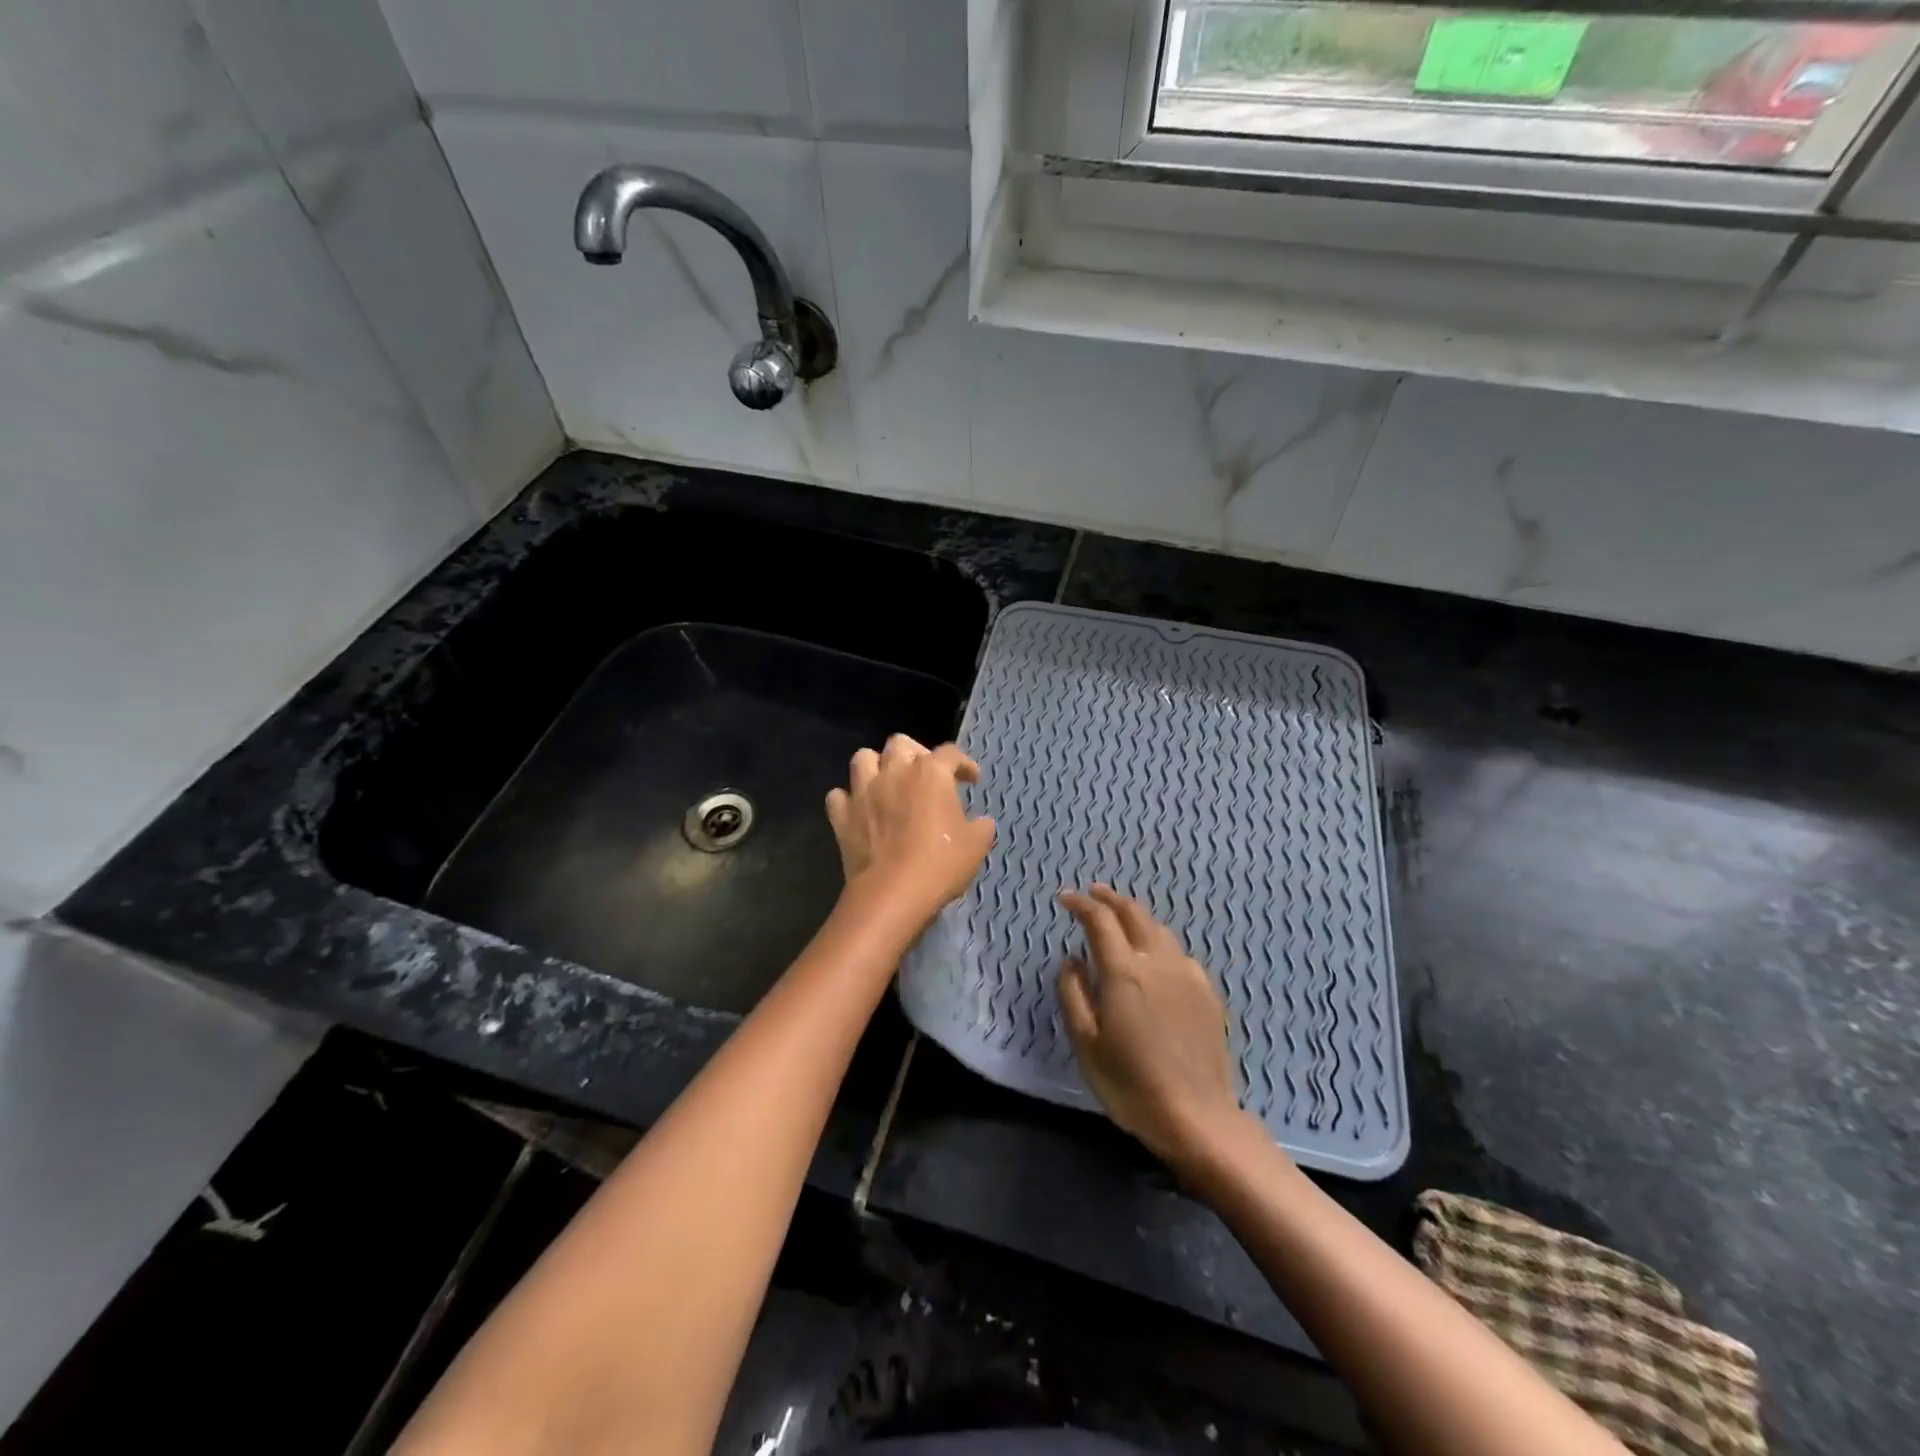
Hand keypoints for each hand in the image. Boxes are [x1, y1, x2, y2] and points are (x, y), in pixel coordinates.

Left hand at [825, 735, 995, 924]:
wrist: (892, 894)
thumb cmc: (940, 864)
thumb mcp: (977, 845)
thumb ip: (981, 825)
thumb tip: (980, 821)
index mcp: (930, 773)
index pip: (950, 753)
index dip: (964, 764)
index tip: (971, 780)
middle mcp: (894, 772)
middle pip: (900, 743)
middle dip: (915, 753)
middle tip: (925, 777)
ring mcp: (863, 791)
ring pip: (863, 758)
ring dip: (876, 767)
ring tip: (887, 784)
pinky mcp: (842, 816)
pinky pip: (838, 796)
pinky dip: (849, 800)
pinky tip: (860, 811)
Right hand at [1056, 885, 1244, 1170]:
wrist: (1197, 1117)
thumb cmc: (1131, 1084)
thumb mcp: (1086, 1043)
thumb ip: (1073, 993)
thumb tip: (1071, 959)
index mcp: (1125, 971)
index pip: (1100, 920)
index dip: (1081, 904)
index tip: (1065, 898)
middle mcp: (1158, 962)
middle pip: (1134, 914)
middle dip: (1110, 899)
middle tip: (1093, 893)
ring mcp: (1187, 975)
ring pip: (1160, 930)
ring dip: (1136, 917)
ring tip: (1121, 920)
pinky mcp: (1208, 993)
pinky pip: (1179, 953)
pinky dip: (1159, 942)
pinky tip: (1155, 957)